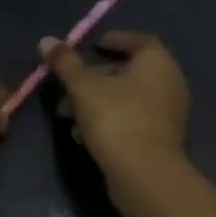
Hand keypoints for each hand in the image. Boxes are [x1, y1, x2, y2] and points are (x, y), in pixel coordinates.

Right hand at [42, 30, 190, 208]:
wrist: (145, 176)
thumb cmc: (116, 119)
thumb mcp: (83, 87)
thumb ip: (65, 62)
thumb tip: (46, 40)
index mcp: (157, 62)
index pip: (138, 40)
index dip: (115, 40)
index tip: (93, 45)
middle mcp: (169, 82)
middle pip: (128, 70)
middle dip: (94, 77)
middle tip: (68, 85)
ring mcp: (168, 112)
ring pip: (127, 97)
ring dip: (96, 100)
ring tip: (66, 114)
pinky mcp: (162, 138)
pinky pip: (133, 117)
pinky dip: (110, 118)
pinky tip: (82, 134)